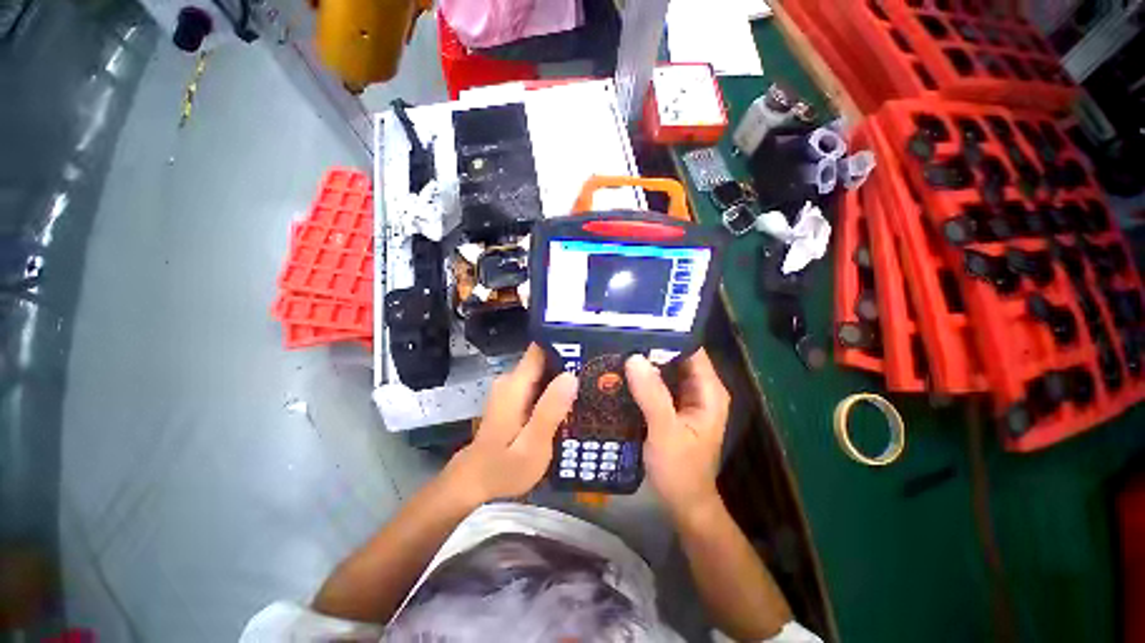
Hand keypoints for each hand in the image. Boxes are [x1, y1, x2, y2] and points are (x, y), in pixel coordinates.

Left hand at [443, 344, 577, 504]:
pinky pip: (540, 384)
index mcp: (515, 385)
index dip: (564, 346)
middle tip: (597, 373)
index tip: (589, 350)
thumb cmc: (503, 468)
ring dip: (565, 378)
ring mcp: (512, 388)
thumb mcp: (532, 446)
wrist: (474, 482)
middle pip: (545, 359)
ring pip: (544, 372)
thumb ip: (549, 411)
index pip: (540, 348)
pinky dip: (555, 389)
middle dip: (570, 364)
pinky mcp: (514, 397)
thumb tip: (571, 377)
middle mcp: (512, 380)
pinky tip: (572, 400)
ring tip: (591, 384)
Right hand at [625, 349, 729, 517]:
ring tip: (616, 349)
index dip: (667, 336)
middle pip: (676, 357)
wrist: (683, 504)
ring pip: (665, 370)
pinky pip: (657, 385)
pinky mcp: (672, 407)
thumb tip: (634, 358)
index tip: (638, 327)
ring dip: (644, 363)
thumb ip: (652, 395)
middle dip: (650, 348)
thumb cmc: (680, 471)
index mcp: (708, 391)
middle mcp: (700, 389)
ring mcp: (686, 399)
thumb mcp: (665, 432)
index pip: (691, 349)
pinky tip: (621, 374)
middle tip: (620, 337)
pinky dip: (642, 379)